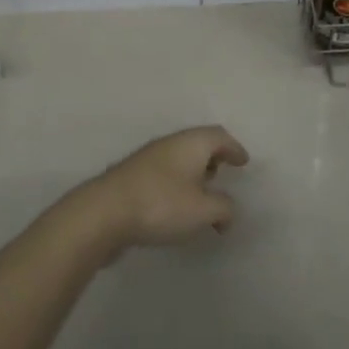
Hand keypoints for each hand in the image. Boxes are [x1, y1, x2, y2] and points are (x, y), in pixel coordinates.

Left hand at [75, 126, 249, 254]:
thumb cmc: (160, 204)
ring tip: (202, 197)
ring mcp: (147, 159)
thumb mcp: (203, 210)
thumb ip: (224, 208)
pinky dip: (178, 186)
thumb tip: (228, 210)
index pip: (219, 136)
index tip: (244, 162)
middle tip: (223, 174)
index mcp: (190, 143)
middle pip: (198, 143)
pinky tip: (176, 208)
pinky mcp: (132, 178)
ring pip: (179, 159)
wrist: (103, 213)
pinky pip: (165, 175)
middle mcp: (169, 144)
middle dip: (213, 158)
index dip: (234, 148)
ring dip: (194, 174)